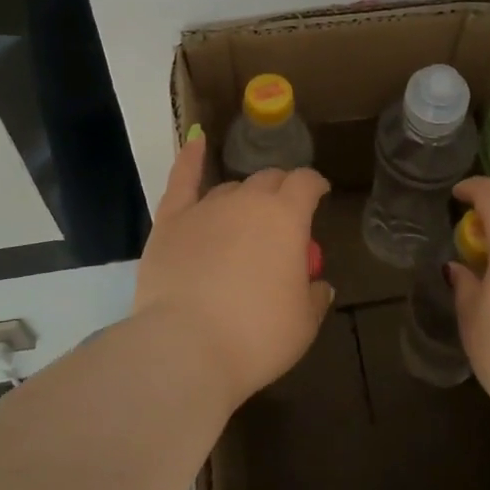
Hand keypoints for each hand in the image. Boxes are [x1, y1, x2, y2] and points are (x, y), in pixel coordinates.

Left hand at [133, 135, 332, 409]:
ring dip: (243, 198)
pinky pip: (182, 180)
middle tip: (283, 215)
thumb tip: (317, 284)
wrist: (186, 348)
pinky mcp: (170, 221)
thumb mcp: (303, 324)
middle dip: (281, 191)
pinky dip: (190, 158)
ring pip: (231, 189)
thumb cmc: (255, 337)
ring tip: (244, 222)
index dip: (314, 186)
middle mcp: (247, 200)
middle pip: (269, 180)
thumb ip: (313, 297)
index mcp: (286, 217)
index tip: (319, 195)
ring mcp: (205, 207)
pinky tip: (195, 141)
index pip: (306, 183)